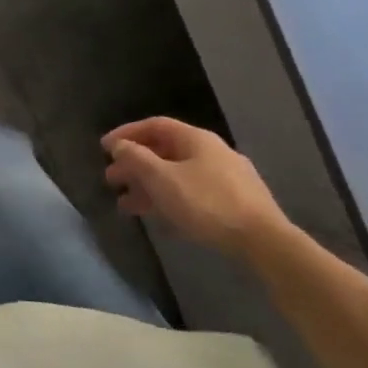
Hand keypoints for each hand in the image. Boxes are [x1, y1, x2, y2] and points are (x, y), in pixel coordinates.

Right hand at [102, 118, 289, 256]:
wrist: (263, 241)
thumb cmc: (206, 203)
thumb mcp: (162, 179)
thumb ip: (136, 159)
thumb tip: (120, 145)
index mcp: (196, 139)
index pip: (155, 125)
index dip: (127, 133)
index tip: (104, 148)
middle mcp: (212, 152)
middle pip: (165, 151)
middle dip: (135, 164)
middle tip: (111, 179)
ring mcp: (226, 178)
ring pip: (177, 175)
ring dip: (149, 187)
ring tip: (127, 206)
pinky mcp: (235, 203)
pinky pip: (192, 193)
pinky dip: (169, 200)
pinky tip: (159, 218)